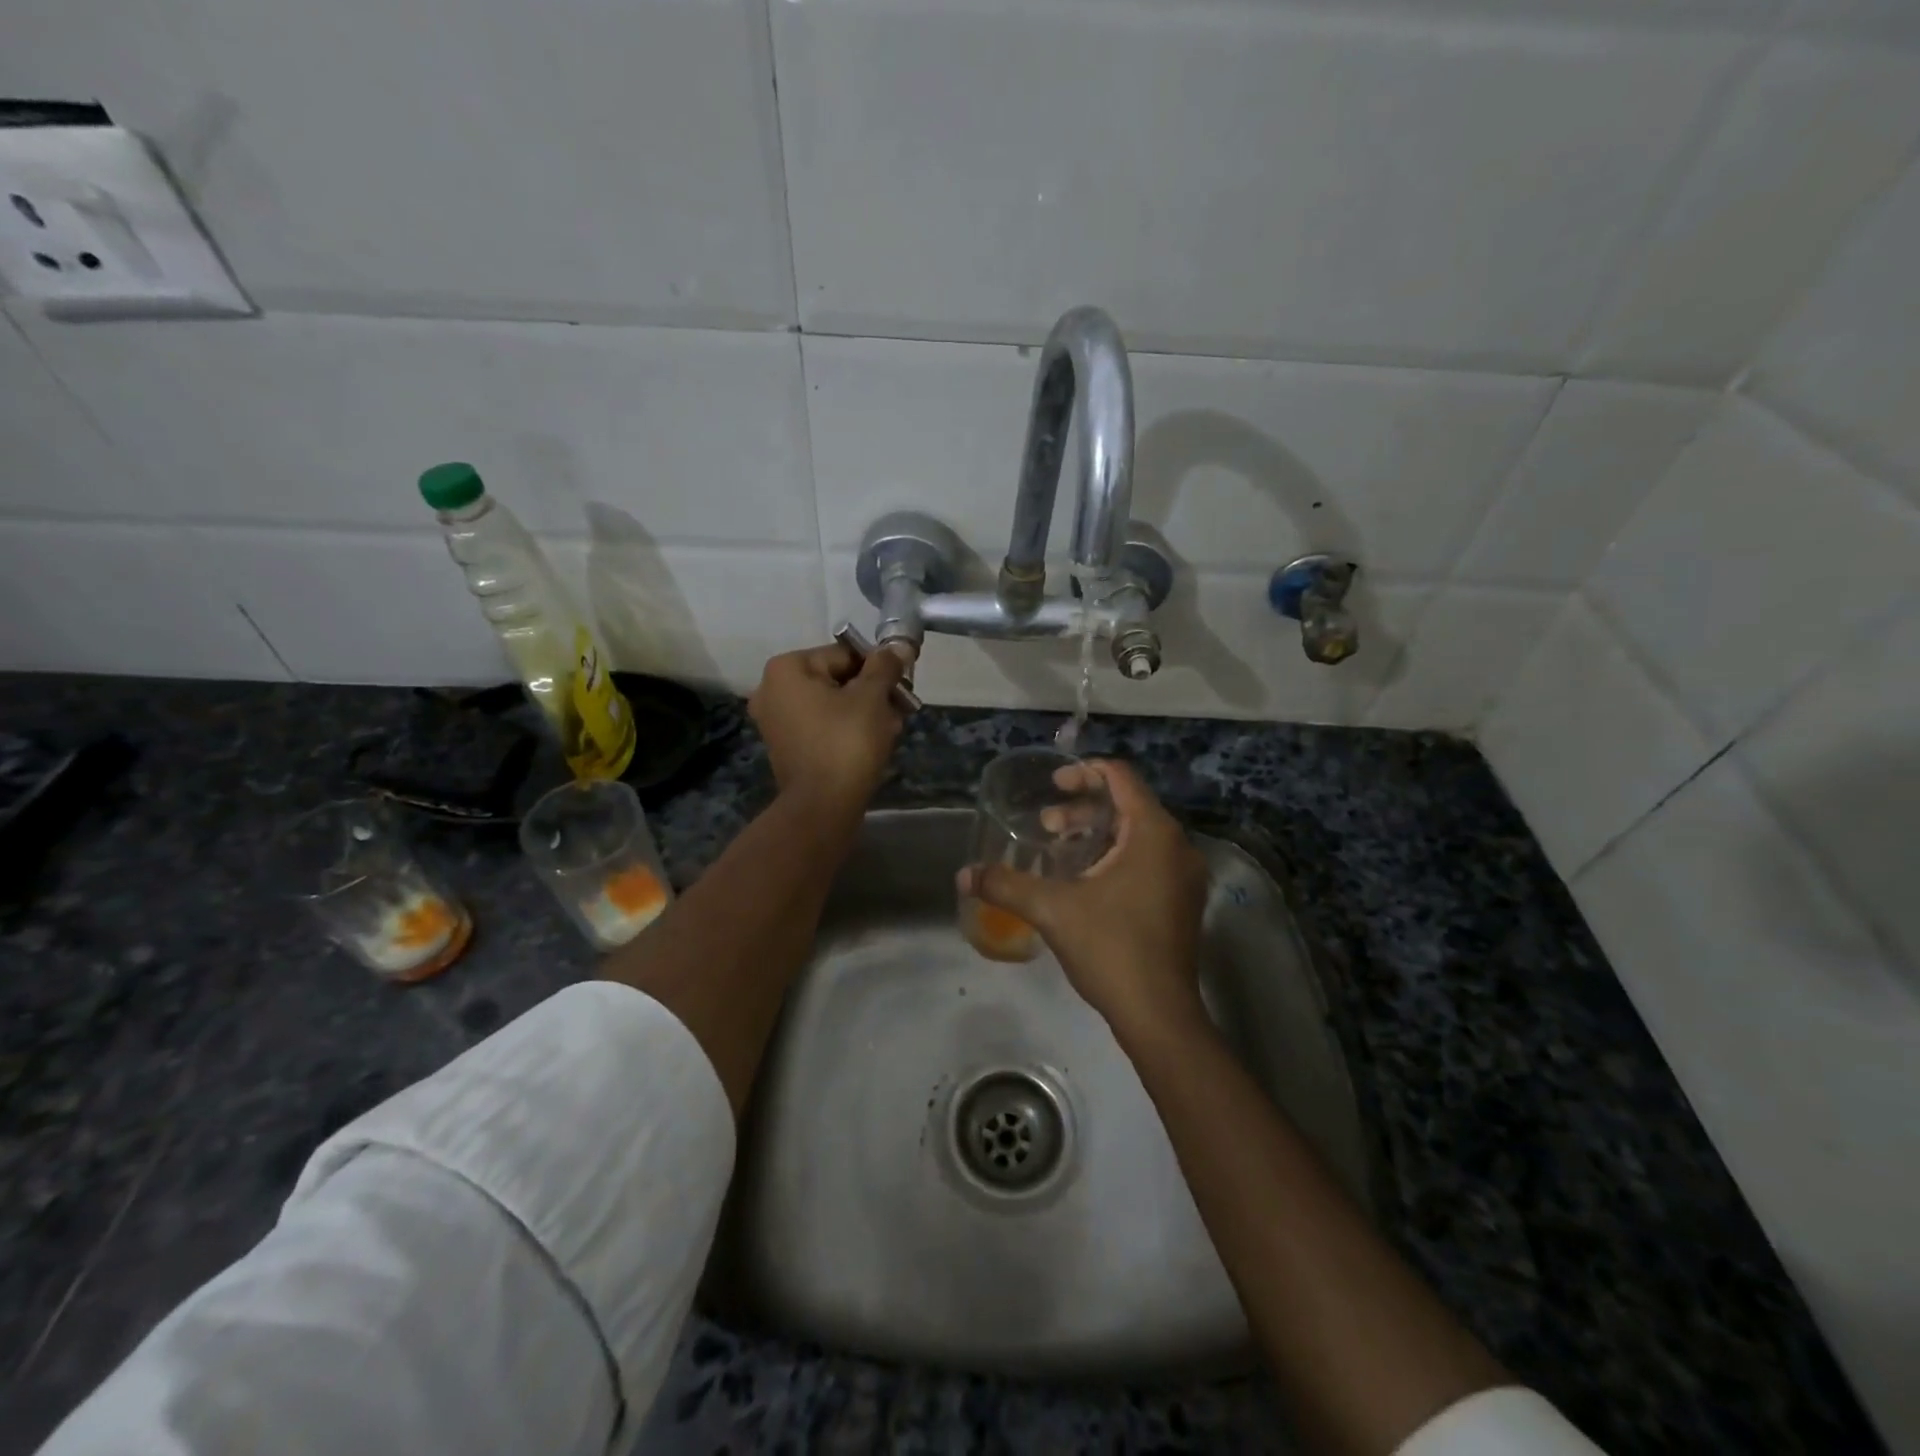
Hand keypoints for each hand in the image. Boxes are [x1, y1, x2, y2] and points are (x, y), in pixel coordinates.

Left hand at [748, 642, 909, 817]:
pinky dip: (846, 729)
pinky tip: (874, 742)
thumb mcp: (872, 697)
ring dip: (864, 711)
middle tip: (900, 708)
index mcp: (786, 669)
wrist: (823, 806)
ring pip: (832, 704)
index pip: (844, 655)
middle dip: (872, 692)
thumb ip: (885, 667)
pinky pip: (822, 726)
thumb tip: (899, 646)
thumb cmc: (847, 742)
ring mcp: (776, 721)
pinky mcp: (786, 747)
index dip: (878, 668)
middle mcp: (772, 690)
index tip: (902, 685)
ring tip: (891, 728)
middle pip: (836, 679)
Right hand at [960, 759, 1209, 1038]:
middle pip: (1128, 805)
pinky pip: (1148, 858)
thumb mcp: (1052, 910)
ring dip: (1097, 833)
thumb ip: (1006, 885)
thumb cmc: (1111, 949)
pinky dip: (1116, 855)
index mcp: (1153, 833)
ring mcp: (1184, 876)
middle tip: (1046, 824)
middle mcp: (1177, 846)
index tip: (1052, 785)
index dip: (1084, 772)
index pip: (1121, 777)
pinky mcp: (1182, 900)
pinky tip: (1085, 880)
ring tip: (1059, 850)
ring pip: (1138, 834)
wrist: (1159, 1015)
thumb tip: (963, 875)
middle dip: (1083, 808)